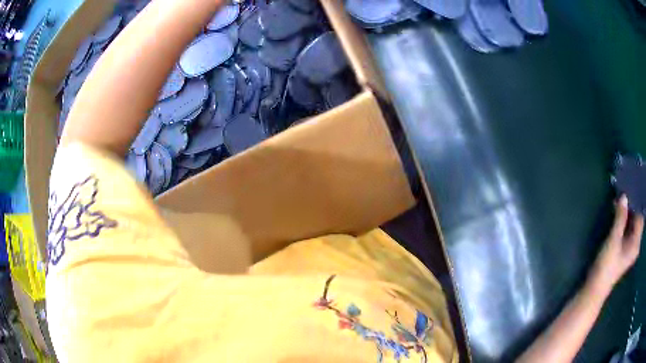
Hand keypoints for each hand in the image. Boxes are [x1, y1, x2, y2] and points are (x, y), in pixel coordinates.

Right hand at [590, 195, 643, 295]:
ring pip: (630, 224)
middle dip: (630, 207)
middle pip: (636, 220)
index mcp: (636, 243)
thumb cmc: (607, 266)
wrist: (594, 289)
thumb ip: (620, 218)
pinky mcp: (622, 249)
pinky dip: (622, 220)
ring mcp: (628, 248)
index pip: (640, 217)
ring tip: (619, 199)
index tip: (630, 189)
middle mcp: (634, 244)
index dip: (636, 203)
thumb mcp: (614, 240)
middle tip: (623, 192)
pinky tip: (616, 212)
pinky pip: (625, 229)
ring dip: (626, 213)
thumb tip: (624, 196)